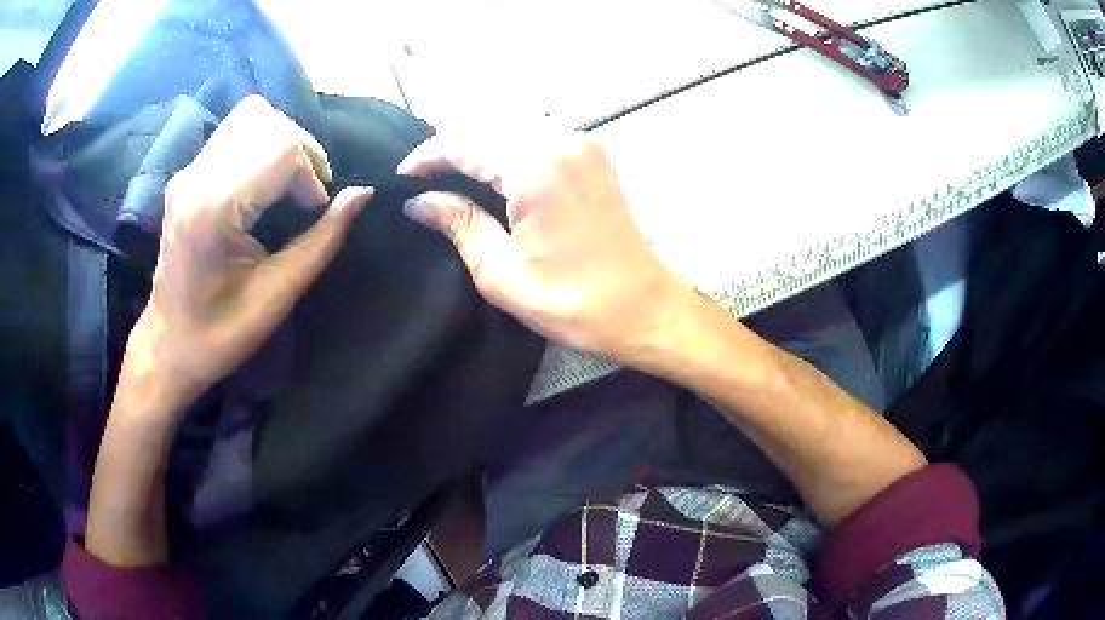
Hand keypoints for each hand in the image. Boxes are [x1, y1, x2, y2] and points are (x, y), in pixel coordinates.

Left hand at [121, 95, 371, 417]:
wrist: (168, 344)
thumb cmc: (220, 333)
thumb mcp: (277, 295)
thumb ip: (321, 240)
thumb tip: (362, 194)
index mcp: (213, 210)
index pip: (279, 149)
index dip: (310, 174)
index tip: (314, 212)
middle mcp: (196, 178)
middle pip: (268, 122)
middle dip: (302, 150)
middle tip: (309, 194)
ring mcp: (189, 171)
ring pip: (252, 116)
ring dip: (284, 141)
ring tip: (291, 181)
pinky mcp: (188, 173)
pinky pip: (236, 132)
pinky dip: (264, 144)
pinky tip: (267, 181)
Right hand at [398, 128, 694, 360]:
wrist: (643, 308)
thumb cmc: (573, 301)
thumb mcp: (502, 272)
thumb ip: (458, 224)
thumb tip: (418, 202)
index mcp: (536, 167)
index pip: (464, 142)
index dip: (427, 157)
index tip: (402, 179)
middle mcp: (561, 141)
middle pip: (487, 126)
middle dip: (450, 149)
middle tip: (424, 182)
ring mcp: (582, 143)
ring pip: (512, 127)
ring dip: (479, 146)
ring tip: (451, 178)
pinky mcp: (593, 154)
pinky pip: (538, 136)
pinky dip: (508, 148)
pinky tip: (493, 173)